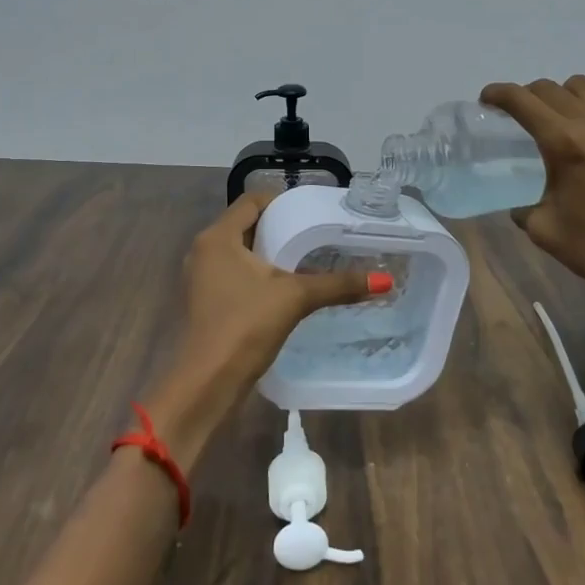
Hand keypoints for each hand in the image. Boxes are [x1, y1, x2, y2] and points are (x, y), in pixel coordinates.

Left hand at [145, 193, 381, 467]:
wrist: (206, 384)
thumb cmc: (245, 326)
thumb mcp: (296, 298)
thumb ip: (338, 285)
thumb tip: (384, 281)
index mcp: (217, 237)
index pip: (252, 201)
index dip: (282, 201)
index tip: (311, 212)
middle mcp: (203, 250)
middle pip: (245, 225)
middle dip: (279, 228)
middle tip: (314, 234)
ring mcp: (200, 278)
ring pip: (238, 251)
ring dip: (267, 253)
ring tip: (304, 259)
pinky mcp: (203, 301)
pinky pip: (233, 273)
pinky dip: (256, 274)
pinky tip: (283, 288)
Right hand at [480, 76, 584, 320]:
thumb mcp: (543, 229)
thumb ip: (522, 208)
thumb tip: (519, 206)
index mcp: (563, 144)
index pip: (522, 101)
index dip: (498, 94)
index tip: (486, 98)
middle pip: (550, 89)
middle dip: (526, 96)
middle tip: (518, 114)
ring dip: (563, 95)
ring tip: (559, 117)